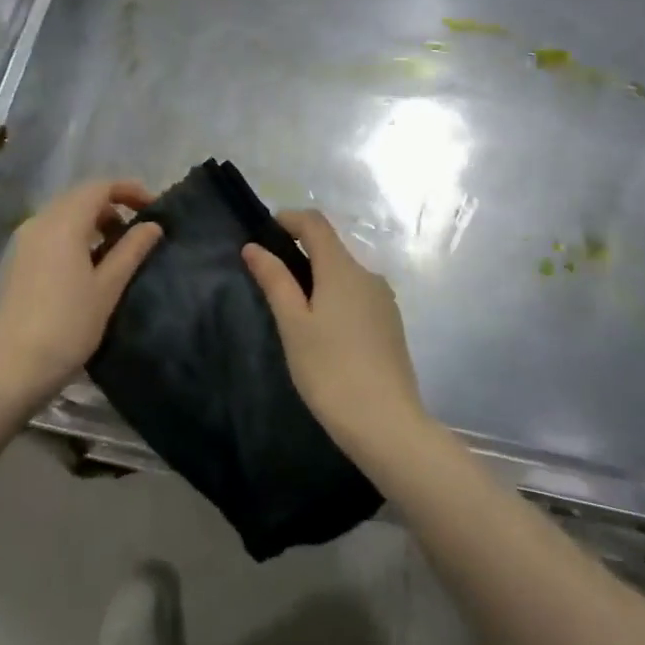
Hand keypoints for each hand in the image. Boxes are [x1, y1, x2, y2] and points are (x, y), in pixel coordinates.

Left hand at [0, 179, 161, 412]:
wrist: (9, 370)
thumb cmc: (67, 327)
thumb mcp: (107, 288)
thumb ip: (131, 250)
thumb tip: (152, 225)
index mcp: (63, 222)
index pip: (100, 186)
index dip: (130, 190)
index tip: (153, 208)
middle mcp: (39, 222)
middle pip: (80, 197)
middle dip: (112, 206)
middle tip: (136, 232)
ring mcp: (22, 242)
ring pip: (63, 215)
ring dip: (92, 222)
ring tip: (114, 251)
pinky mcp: (13, 261)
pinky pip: (48, 233)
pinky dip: (72, 236)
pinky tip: (84, 267)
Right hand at [243, 210, 426, 457]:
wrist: (387, 425)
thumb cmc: (330, 371)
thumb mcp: (293, 325)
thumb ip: (275, 280)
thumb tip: (254, 247)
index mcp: (342, 268)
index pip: (315, 223)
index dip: (288, 219)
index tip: (264, 234)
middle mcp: (368, 275)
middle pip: (330, 248)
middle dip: (299, 252)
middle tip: (270, 280)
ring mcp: (383, 300)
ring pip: (344, 274)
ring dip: (317, 278)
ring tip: (292, 312)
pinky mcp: (390, 325)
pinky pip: (357, 296)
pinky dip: (335, 298)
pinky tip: (322, 333)